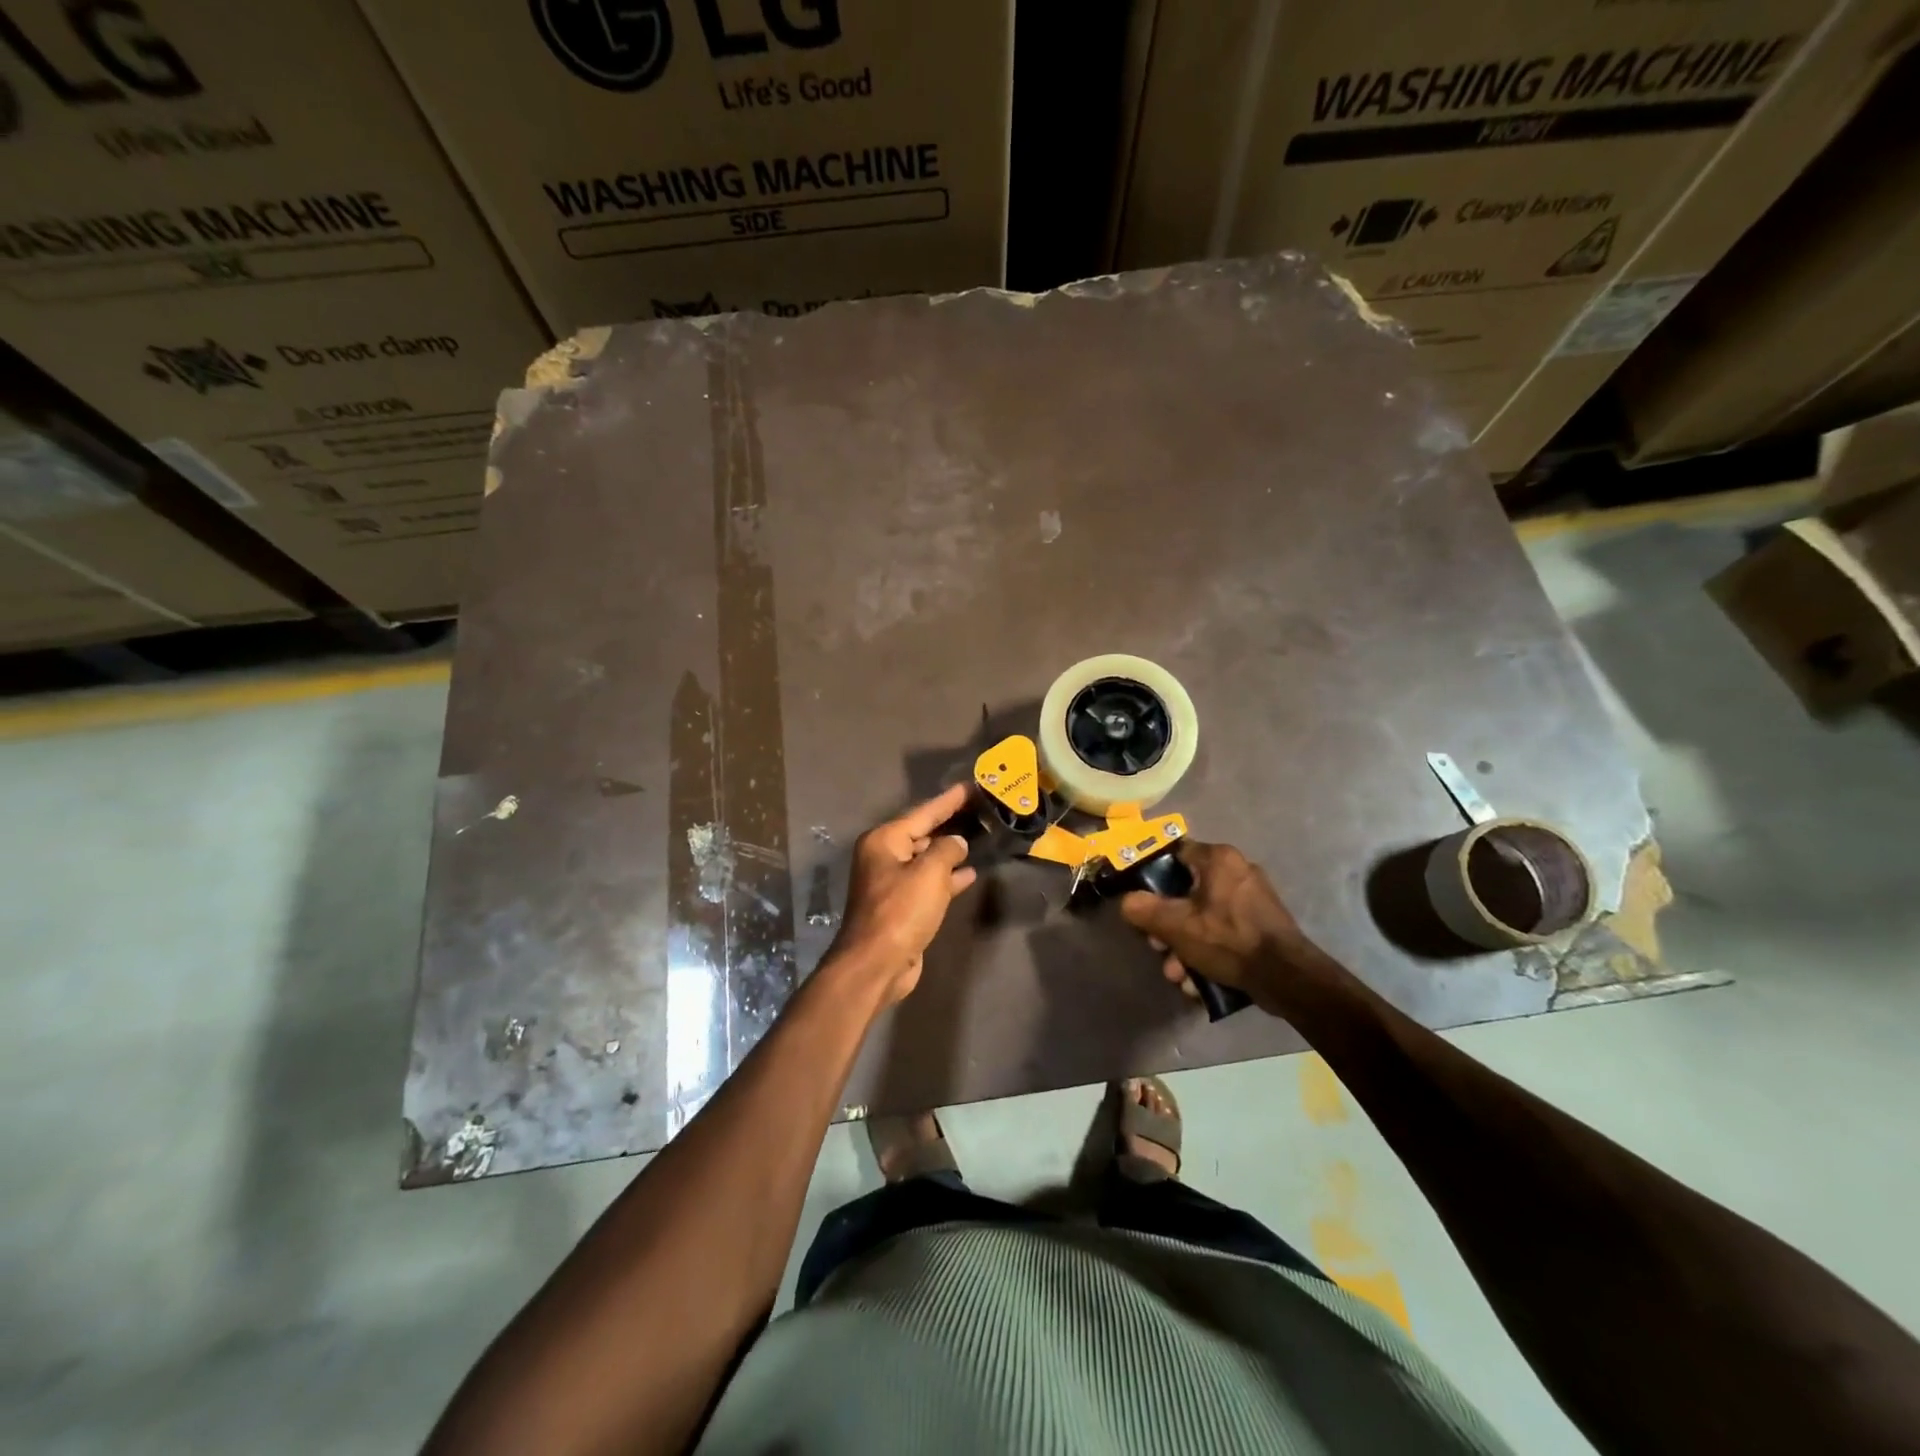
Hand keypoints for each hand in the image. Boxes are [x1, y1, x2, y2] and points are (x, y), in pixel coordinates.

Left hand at [826, 783, 977, 1004]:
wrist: (876, 964)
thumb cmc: (901, 911)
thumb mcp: (930, 873)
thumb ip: (948, 850)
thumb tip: (957, 843)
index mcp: (884, 841)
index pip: (923, 812)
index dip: (949, 800)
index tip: (971, 786)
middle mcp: (884, 857)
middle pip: (923, 833)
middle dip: (951, 823)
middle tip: (981, 810)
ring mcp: (892, 883)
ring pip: (928, 859)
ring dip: (951, 851)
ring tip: (981, 837)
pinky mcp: (902, 906)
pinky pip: (929, 882)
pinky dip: (948, 877)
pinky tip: (971, 873)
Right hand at [1119, 841, 1315, 1013]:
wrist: (1288, 978)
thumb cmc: (1229, 940)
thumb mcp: (1177, 926)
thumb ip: (1144, 910)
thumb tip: (1127, 902)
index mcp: (1218, 859)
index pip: (1174, 854)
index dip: (1152, 875)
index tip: (1141, 899)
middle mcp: (1237, 870)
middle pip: (1186, 891)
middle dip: (1168, 925)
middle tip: (1158, 947)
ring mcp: (1252, 898)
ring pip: (1203, 917)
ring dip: (1185, 946)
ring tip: (1179, 975)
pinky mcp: (1261, 924)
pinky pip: (1223, 931)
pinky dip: (1208, 952)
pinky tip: (1199, 980)